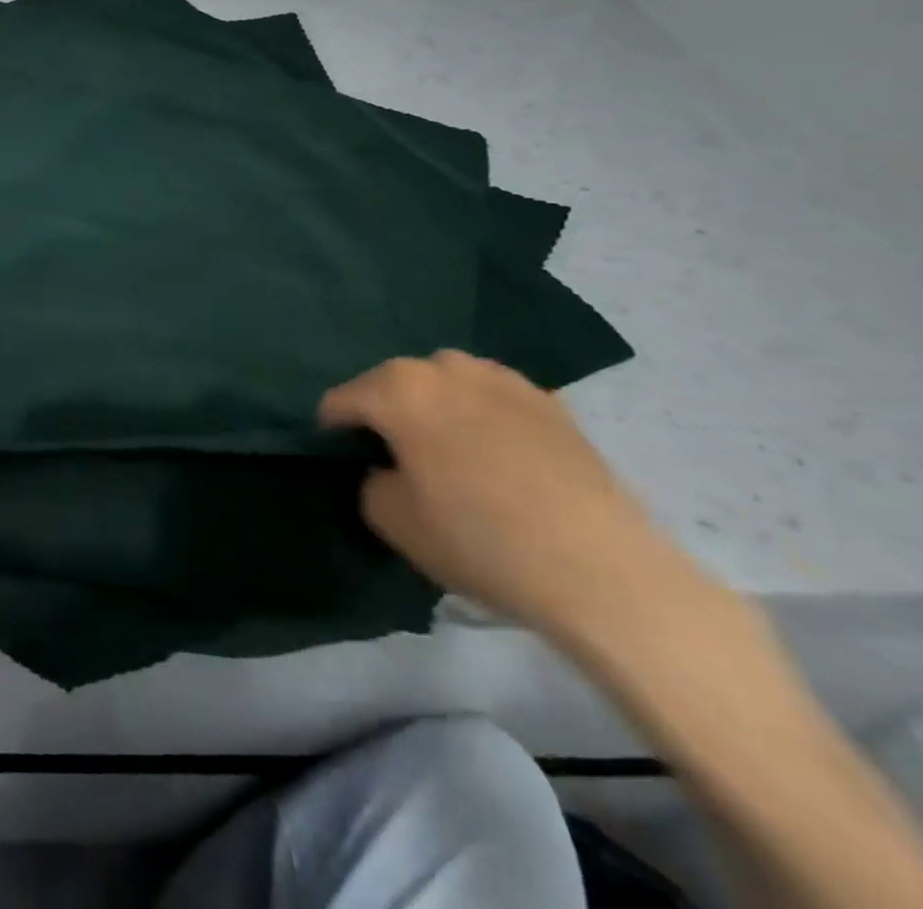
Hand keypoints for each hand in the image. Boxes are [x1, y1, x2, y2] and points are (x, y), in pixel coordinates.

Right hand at [318, 350, 703, 645]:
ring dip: (433, 409)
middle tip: (398, 462)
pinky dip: (480, 417)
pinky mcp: (549, 401)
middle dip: (385, 415)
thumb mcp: (391, 519)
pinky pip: (491, 399)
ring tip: (449, 455)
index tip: (346, 465)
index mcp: (397, 387)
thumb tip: (385, 468)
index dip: (333, 434)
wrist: (603, 571)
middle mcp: (444, 366)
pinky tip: (496, 459)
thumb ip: (368, 480)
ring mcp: (501, 378)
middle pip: (391, 384)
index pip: (340, 401)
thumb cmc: (479, 539)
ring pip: (443, 385)